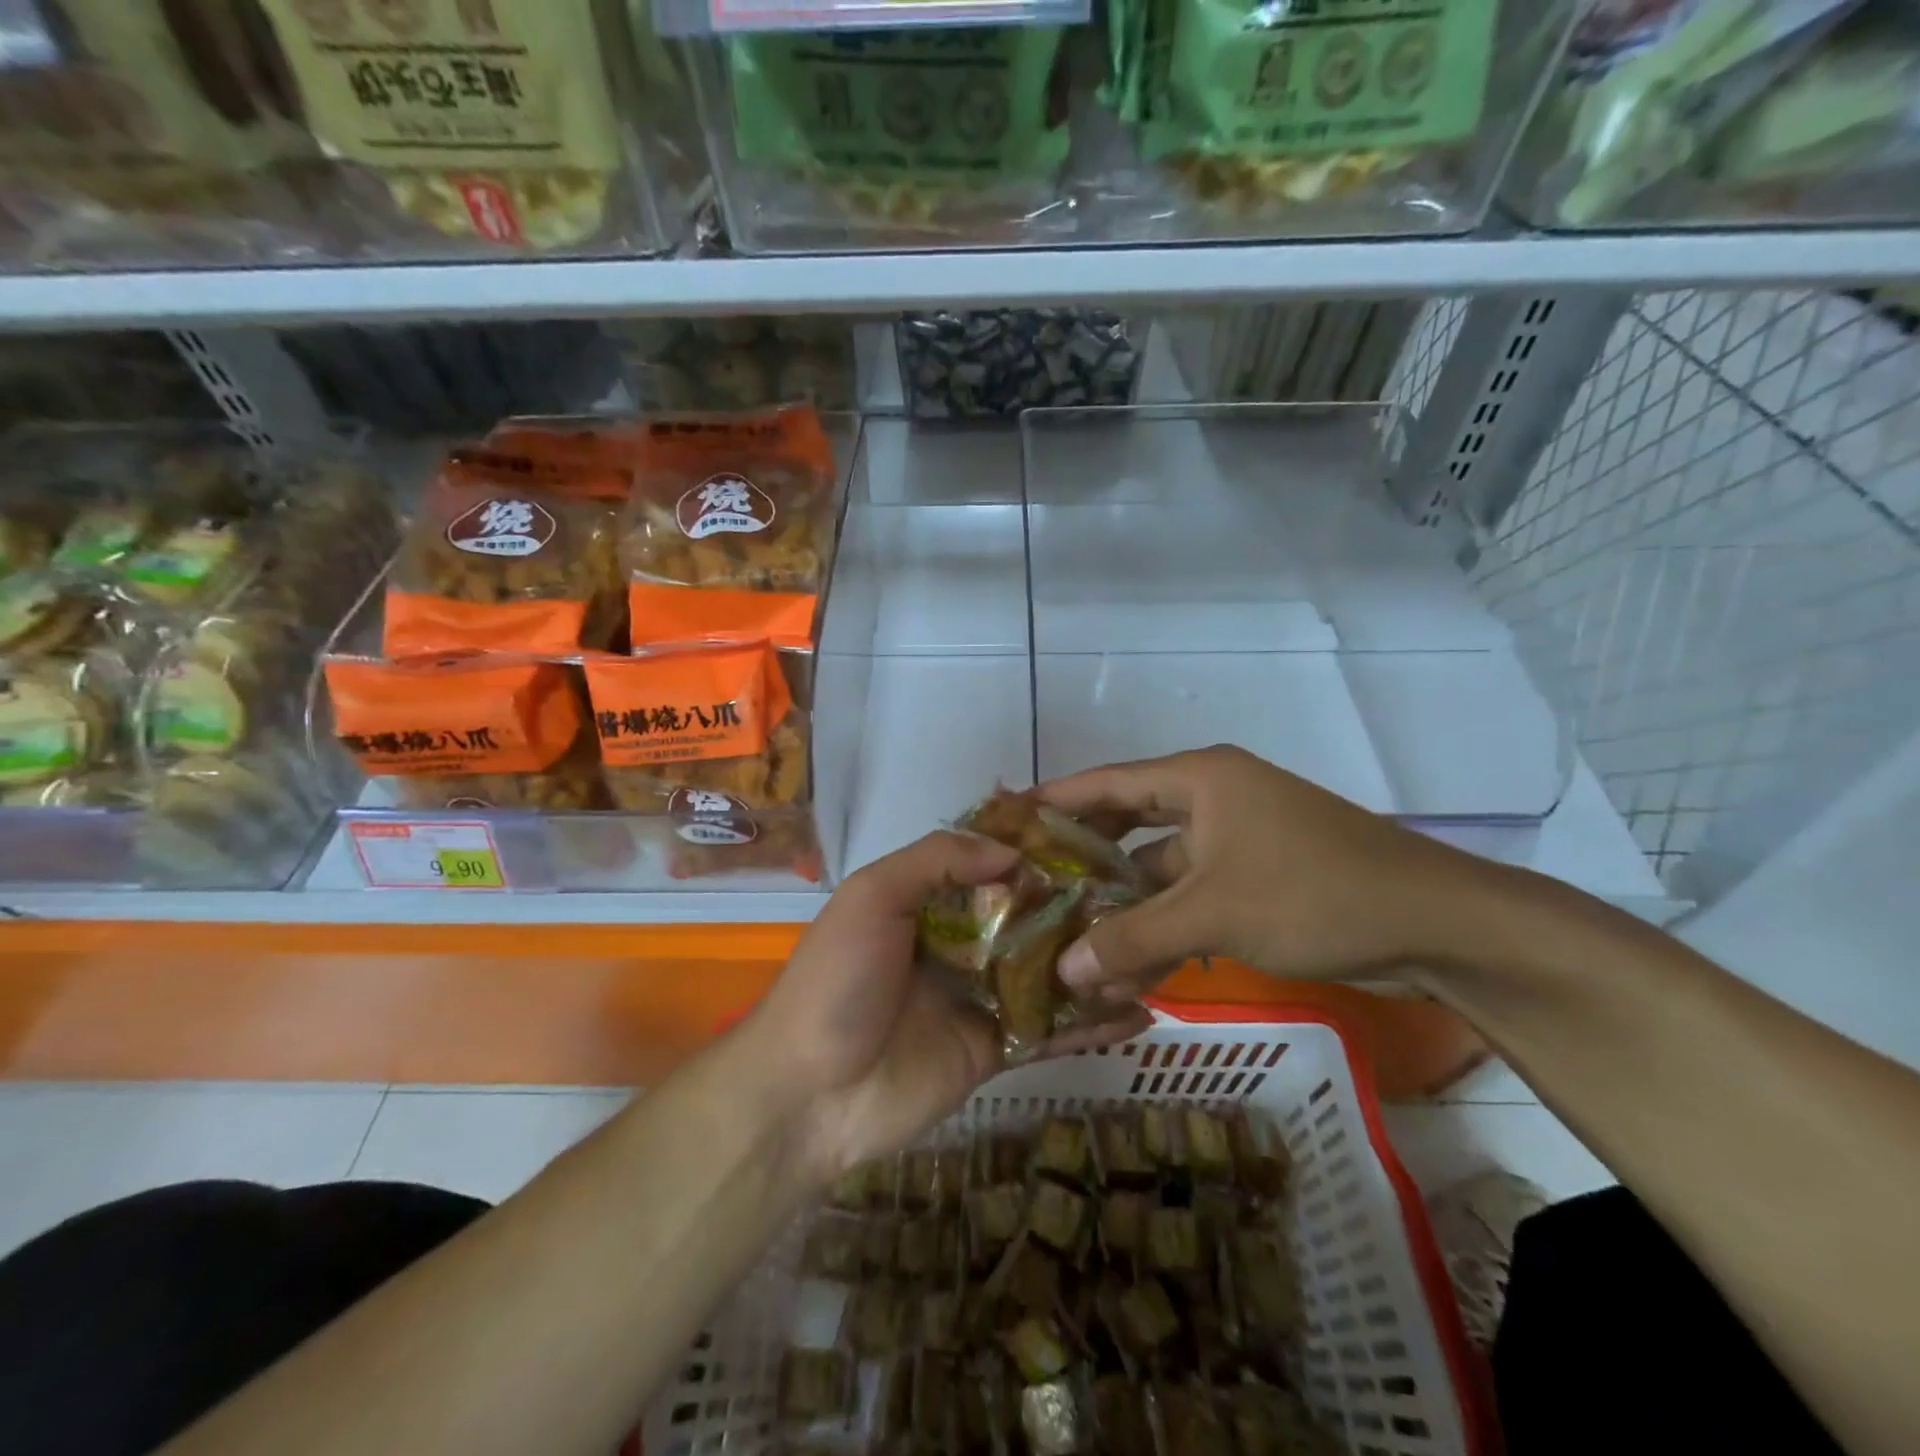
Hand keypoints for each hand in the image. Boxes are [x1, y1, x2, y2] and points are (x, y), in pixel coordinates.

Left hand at [741, 831, 1151, 1184]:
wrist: (809, 1094)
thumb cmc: (837, 980)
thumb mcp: (873, 897)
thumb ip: (936, 861)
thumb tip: (1012, 851)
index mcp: (929, 903)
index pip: (993, 868)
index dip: (1037, 855)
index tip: (1094, 841)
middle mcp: (960, 944)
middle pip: (1030, 920)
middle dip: (1079, 909)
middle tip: (1143, 896)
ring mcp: (980, 999)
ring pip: (1049, 974)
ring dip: (1094, 964)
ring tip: (1155, 952)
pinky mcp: (995, 1051)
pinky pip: (1050, 1032)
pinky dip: (1092, 1026)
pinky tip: (1140, 1015)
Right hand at [1040, 745, 1485, 1003]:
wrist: (1437, 923)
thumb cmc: (1315, 893)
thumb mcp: (1214, 914)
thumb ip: (1133, 939)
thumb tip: (1064, 970)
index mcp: (1199, 779)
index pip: (1107, 782)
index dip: (1055, 800)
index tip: (1006, 820)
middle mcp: (1212, 797)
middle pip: (1128, 822)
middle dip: (1084, 857)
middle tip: (1029, 883)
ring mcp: (1237, 838)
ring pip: (1160, 867)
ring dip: (1124, 902)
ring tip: (1069, 933)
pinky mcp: (1257, 875)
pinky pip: (1191, 892)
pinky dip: (1163, 921)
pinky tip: (1130, 958)